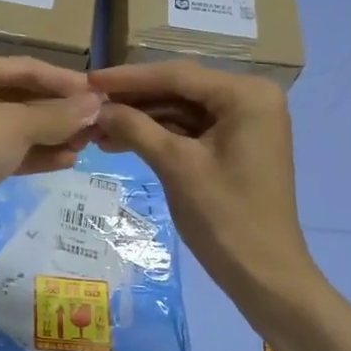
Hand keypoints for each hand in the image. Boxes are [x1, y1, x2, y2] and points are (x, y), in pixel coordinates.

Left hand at [0, 55, 102, 229]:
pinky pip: (9, 149)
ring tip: (88, 144)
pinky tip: (68, 161)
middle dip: (60, 112)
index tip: (100, 93)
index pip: (27, 68)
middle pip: (24, 97)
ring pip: (18, 126)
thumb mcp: (18, 126)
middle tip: (98, 122)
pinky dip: (36, 153)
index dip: (65, 80)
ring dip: (53, 134)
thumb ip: (59, 115)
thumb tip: (97, 105)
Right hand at [90, 62, 312, 300]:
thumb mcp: (176, 166)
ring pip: (180, 109)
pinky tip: (120, 141)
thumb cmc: (226, 216)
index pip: (178, 75)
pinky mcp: (235, 144)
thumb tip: (96, 108)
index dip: (129, 78)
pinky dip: (157, 135)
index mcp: (247, 95)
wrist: (264, 274)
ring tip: (96, 129)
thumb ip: (136, 128)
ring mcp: (244, 122)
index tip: (89, 80)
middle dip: (133, 101)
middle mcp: (250, 98)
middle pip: (179, 89)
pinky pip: (189, 129)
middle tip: (87, 105)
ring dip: (141, 120)